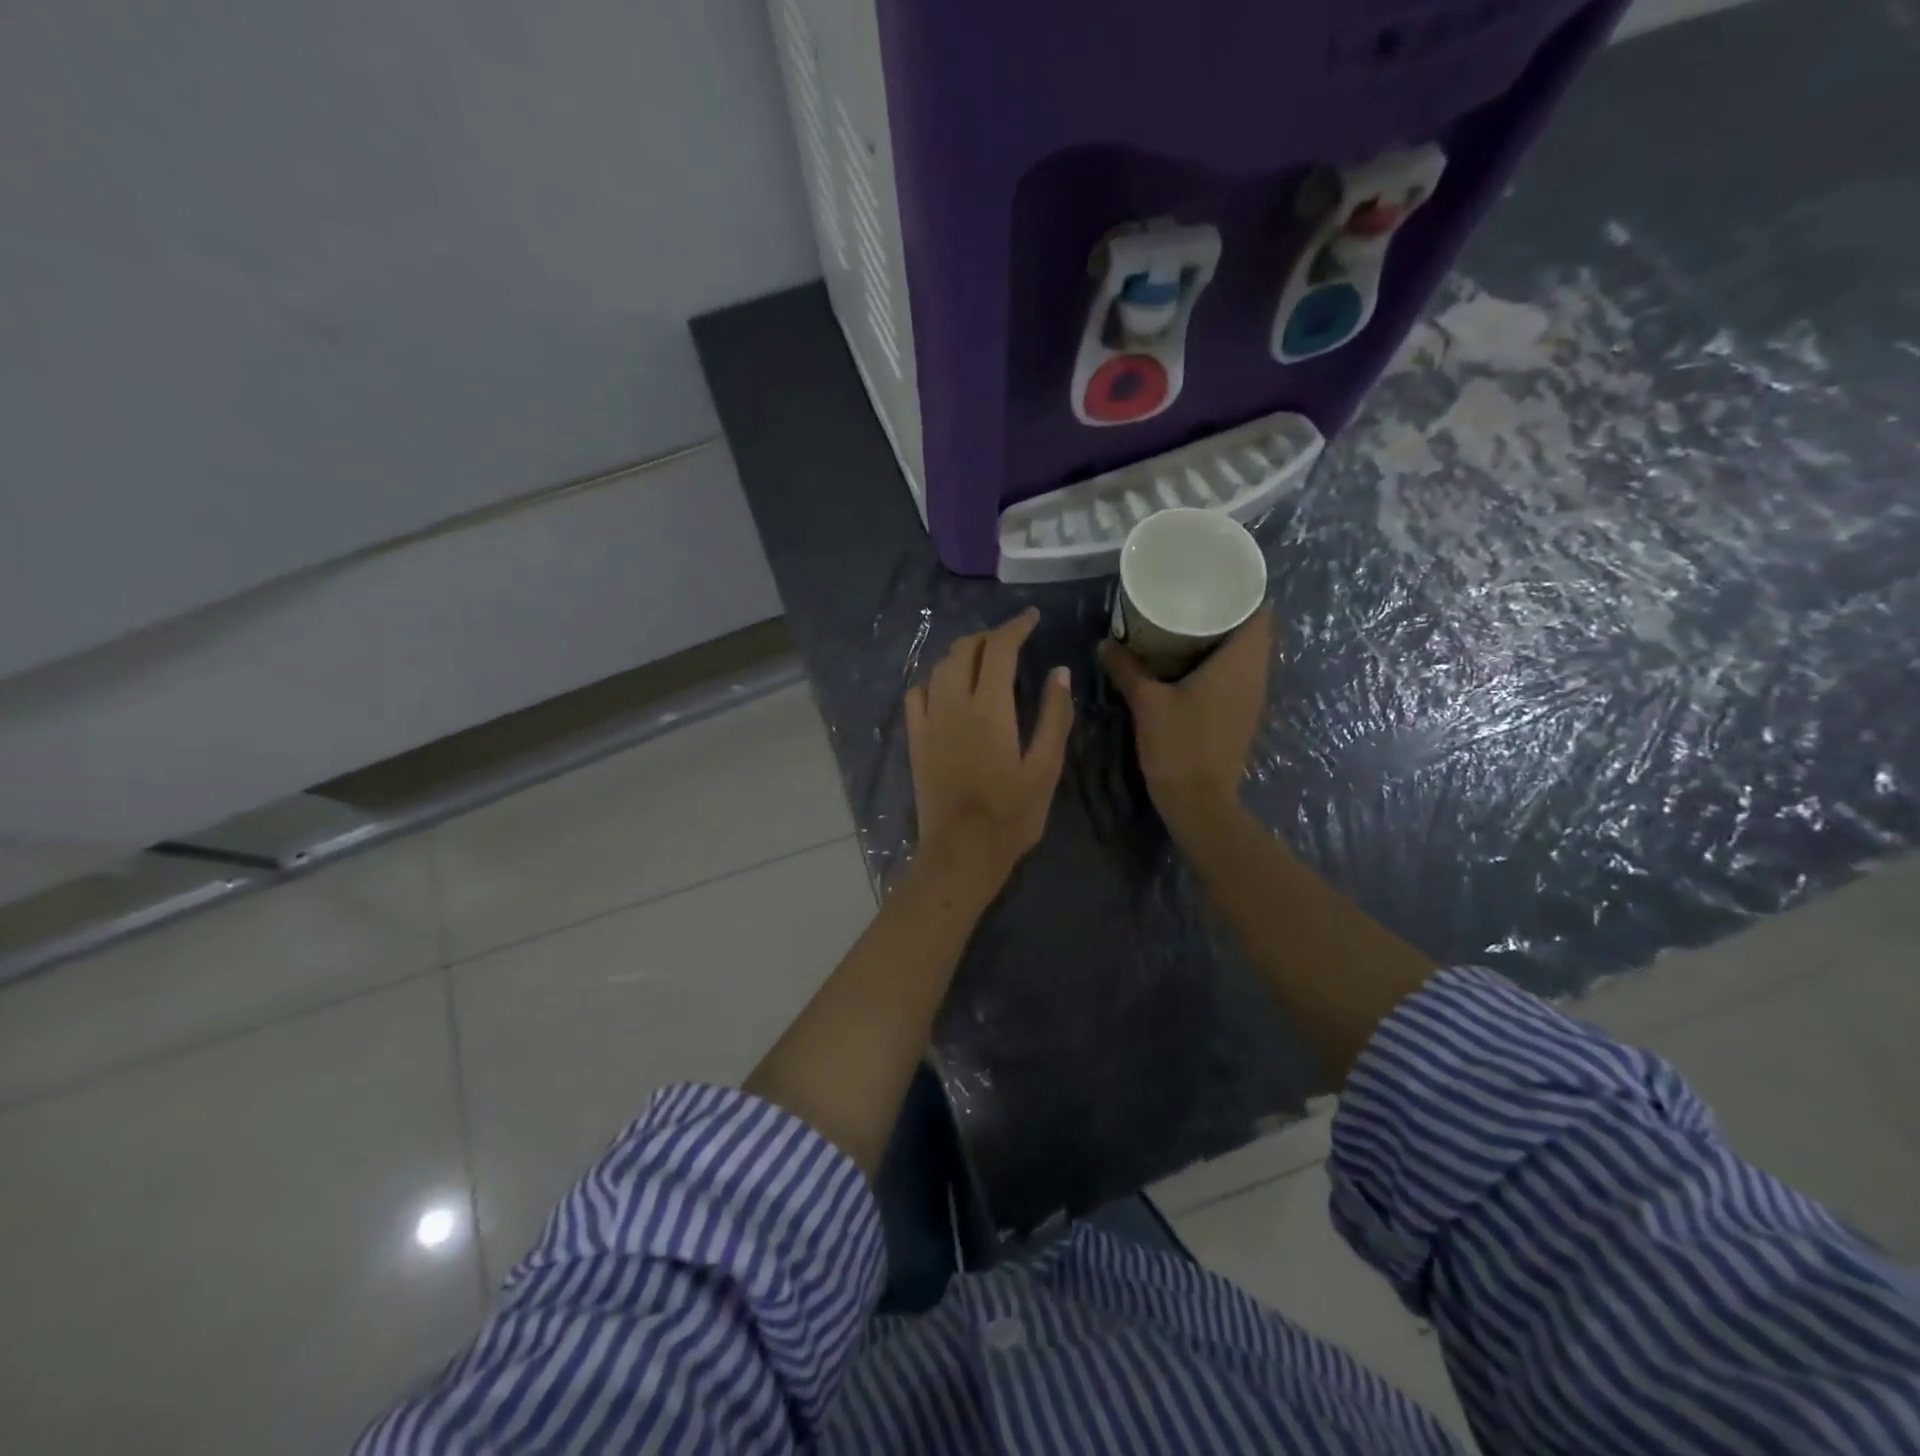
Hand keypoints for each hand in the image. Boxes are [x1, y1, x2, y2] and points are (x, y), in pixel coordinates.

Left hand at [905, 608, 1074, 891]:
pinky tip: (945, 688)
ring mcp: (929, 721)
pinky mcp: (915, 739)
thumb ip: (1053, 716)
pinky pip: (916, 695)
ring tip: (982, 658)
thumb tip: (1060, 672)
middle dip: (989, 636)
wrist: (961, 851)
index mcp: (990, 708)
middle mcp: (954, 704)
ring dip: (961, 653)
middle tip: (1011, 640)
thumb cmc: (1012, 815)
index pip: (1000, 649)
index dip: (1016, 627)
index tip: (1032, 617)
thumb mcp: (1045, 768)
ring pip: (939, 668)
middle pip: (965, 650)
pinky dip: (933, 680)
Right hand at [1099, 606, 1273, 838]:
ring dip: (1224, 638)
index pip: (1261, 612)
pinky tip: (1189, 663)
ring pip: (1247, 654)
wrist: (1199, 801)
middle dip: (1228, 611)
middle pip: (1254, 631)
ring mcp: (1251, 698)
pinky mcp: (1241, 715)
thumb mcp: (1147, 702)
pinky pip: (1238, 675)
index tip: (1216, 578)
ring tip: (1188, 623)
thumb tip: (1105, 643)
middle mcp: (1255, 675)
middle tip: (1193, 597)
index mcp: (1240, 662)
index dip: (1244, 591)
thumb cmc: (1179, 744)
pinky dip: (1220, 662)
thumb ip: (1127, 669)